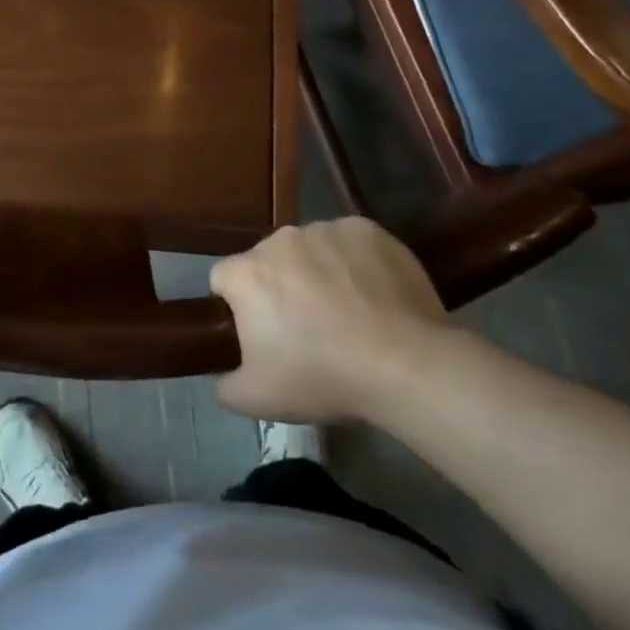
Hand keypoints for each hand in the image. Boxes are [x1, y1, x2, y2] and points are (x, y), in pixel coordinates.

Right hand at [209, 217, 452, 423]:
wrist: (405, 364)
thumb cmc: (323, 378)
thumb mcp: (256, 400)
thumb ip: (225, 384)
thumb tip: (223, 374)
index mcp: (247, 273)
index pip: (223, 279)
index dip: (237, 307)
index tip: (260, 333)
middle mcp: (280, 239)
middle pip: (267, 260)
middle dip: (279, 286)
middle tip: (306, 327)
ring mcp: (325, 229)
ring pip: (309, 248)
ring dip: (316, 271)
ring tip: (346, 311)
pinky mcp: (366, 229)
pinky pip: (348, 242)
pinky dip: (354, 262)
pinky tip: (373, 293)